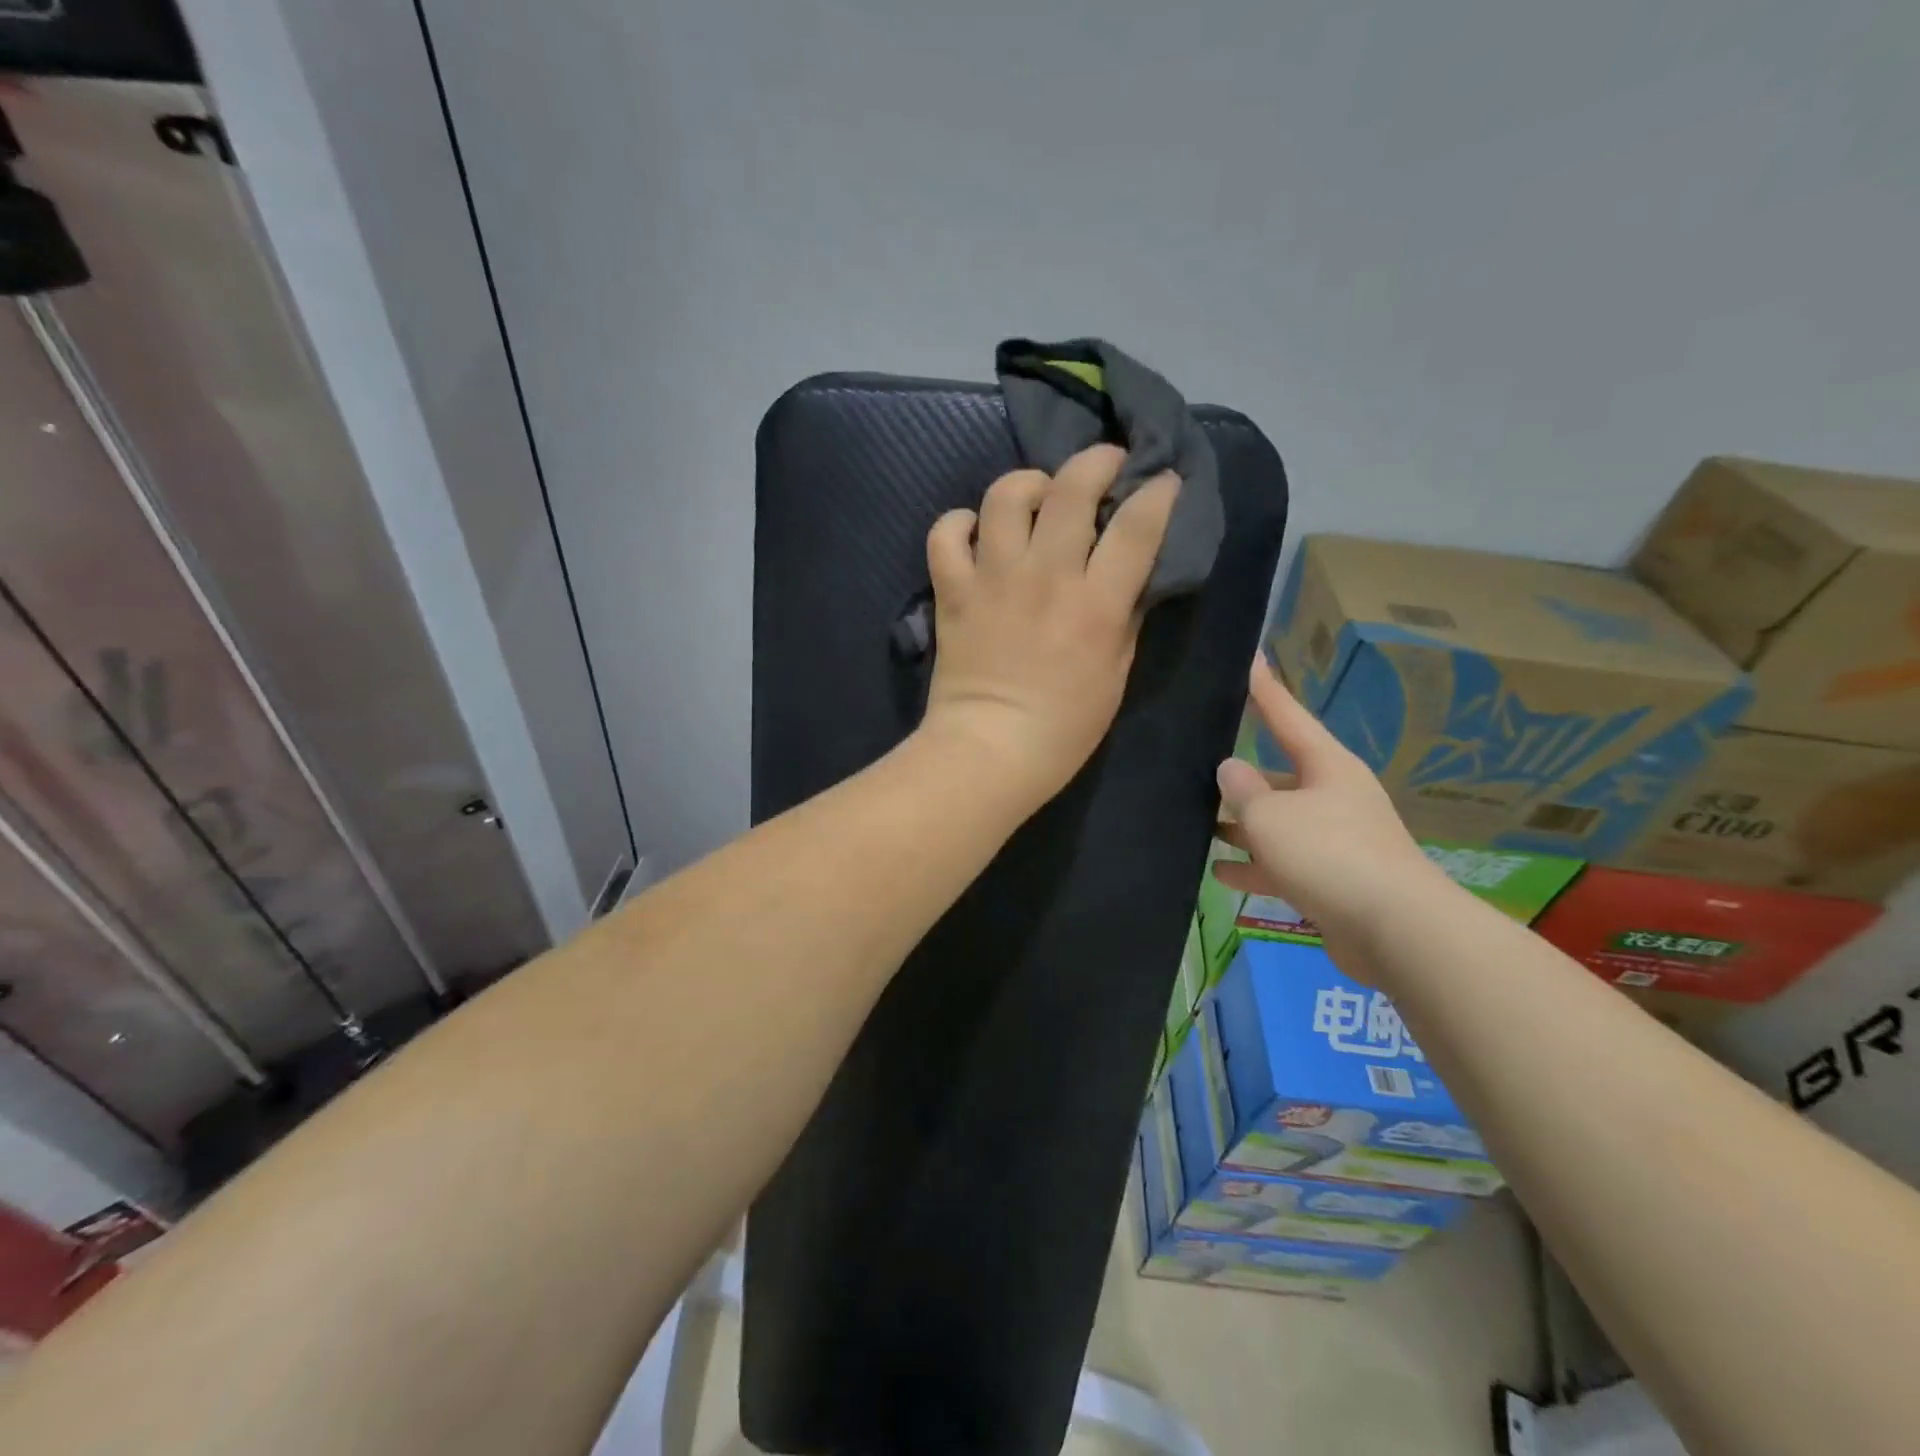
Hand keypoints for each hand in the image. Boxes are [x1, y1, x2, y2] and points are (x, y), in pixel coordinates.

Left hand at [919, 444, 1178, 809]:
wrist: (990, 751)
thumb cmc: (1065, 726)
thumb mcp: (1117, 673)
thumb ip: (1125, 614)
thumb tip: (1128, 572)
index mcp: (1096, 604)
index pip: (1137, 525)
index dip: (1157, 492)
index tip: (1162, 482)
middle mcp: (1047, 577)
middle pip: (1072, 488)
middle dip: (1096, 461)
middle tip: (1104, 466)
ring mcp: (994, 579)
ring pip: (1006, 496)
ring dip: (1028, 483)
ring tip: (1037, 495)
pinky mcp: (953, 591)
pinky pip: (946, 534)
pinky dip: (959, 523)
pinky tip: (975, 532)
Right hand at [1213, 658, 1448, 959]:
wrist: (1396, 930)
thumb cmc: (1328, 854)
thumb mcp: (1271, 815)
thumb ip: (1242, 790)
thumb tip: (1230, 768)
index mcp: (1326, 766)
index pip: (1287, 716)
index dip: (1264, 690)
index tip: (1249, 660)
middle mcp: (1333, 797)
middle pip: (1278, 777)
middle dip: (1240, 778)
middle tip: (1197, 769)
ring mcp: (1336, 840)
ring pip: (1278, 823)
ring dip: (1242, 826)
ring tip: (1199, 825)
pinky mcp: (1333, 880)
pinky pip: (1284, 863)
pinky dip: (1254, 866)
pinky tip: (1220, 873)